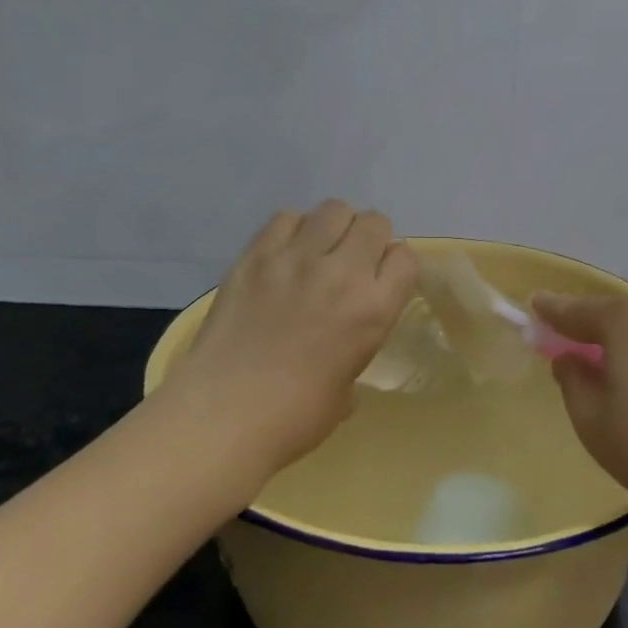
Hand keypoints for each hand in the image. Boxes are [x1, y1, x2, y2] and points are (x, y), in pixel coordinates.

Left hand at [172, 201, 418, 474]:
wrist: (222, 415)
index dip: (395, 267)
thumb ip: (356, 348)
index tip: (382, 280)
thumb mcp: (348, 388)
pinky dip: (293, 230)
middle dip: (370, 239)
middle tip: (352, 263)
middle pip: (374, 222)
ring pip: (333, 210)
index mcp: (374, 309)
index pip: (405, 258)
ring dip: (334, 228)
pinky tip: (285, 255)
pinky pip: (286, 218)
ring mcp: (296, 258)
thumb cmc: (294, 417)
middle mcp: (342, 272)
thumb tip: (345, 340)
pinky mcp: (256, 254)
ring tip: (319, 252)